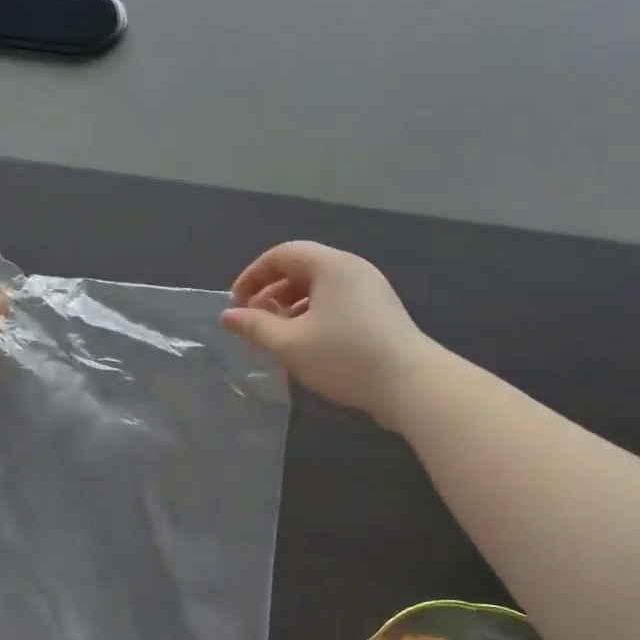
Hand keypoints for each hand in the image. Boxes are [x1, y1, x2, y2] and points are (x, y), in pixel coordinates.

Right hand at [220, 242, 438, 427]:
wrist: (412, 385)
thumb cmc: (345, 357)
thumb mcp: (290, 344)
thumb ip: (255, 327)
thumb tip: (228, 316)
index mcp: (331, 265)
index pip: (282, 254)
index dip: (252, 276)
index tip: (236, 304)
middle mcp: (352, 268)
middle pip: (301, 268)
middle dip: (271, 293)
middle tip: (253, 322)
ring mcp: (370, 289)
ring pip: (320, 288)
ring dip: (291, 307)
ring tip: (276, 336)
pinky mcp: (380, 312)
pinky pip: (337, 302)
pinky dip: (314, 315)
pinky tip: (307, 345)